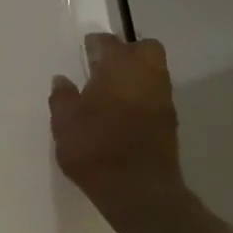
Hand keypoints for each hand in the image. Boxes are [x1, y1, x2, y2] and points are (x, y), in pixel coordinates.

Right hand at [49, 33, 186, 223]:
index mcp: (119, 69)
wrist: (137, 190)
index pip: (109, 43)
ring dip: (134, 76)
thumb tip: (62, 80)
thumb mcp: (64, 122)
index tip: (85, 48)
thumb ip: (62, 97)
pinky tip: (121, 112)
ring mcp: (162, 100)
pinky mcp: (169, 123)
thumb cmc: (95, 148)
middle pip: (145, 49)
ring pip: (153, 73)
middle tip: (103, 65)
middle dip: (127, 51)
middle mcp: (147, 77)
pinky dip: (140, 97)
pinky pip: (154, 96)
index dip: (96, 43)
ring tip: (109, 91)